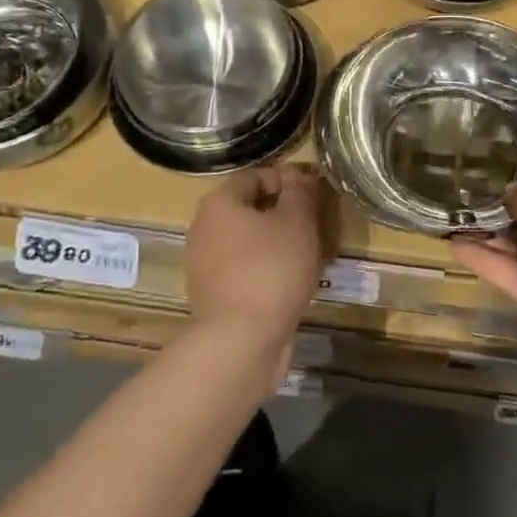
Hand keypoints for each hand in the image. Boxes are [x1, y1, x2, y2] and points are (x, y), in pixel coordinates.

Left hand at [186, 165, 325, 354]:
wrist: (241, 341)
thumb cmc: (271, 268)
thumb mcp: (297, 222)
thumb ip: (300, 192)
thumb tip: (301, 176)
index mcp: (219, 203)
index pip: (255, 176)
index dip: (287, 179)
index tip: (313, 193)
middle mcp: (203, 228)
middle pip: (248, 209)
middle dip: (281, 212)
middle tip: (312, 223)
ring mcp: (203, 264)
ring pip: (246, 241)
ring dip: (274, 243)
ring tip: (306, 254)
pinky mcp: (212, 295)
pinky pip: (243, 270)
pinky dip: (264, 270)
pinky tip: (288, 282)